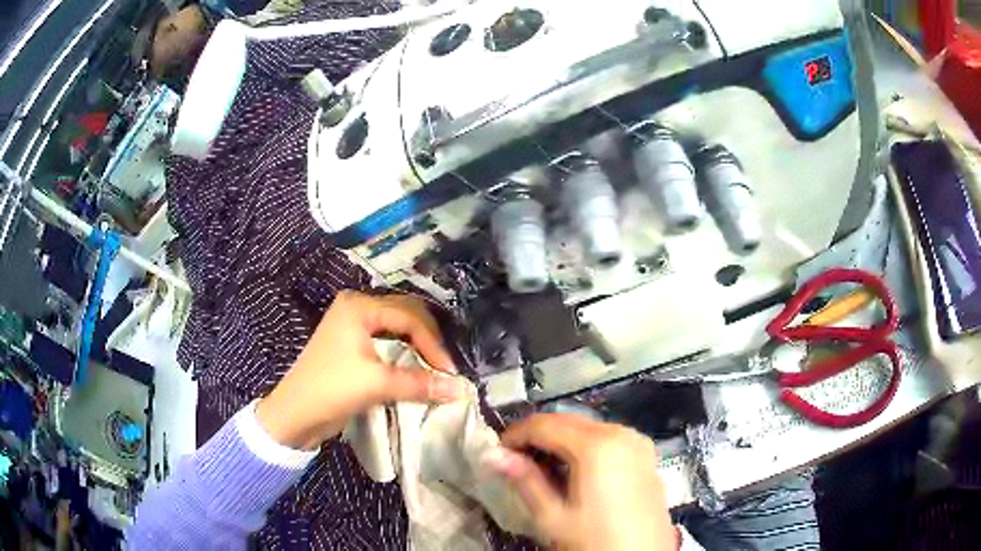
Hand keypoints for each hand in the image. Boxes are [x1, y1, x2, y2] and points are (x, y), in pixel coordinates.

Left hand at [256, 291, 466, 449]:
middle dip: (428, 340)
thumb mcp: (376, 385)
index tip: (450, 372)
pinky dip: (405, 352)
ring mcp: (353, 324)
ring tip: (435, 367)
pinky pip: (388, 339)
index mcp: (359, 306)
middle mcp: (357, 307)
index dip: (433, 345)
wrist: (294, 415)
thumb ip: (420, 384)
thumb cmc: (331, 390)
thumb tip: (462, 389)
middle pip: (406, 315)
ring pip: (398, 327)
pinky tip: (416, 366)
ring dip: (418, 345)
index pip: (409, 317)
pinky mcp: (352, 343)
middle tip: (445, 367)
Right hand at [485, 414, 676, 549]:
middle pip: (568, 422)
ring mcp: (637, 442)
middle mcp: (620, 432)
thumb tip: (492, 455)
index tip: (497, 452)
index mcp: (597, 445)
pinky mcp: (646, 455)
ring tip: (541, 469)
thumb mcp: (553, 517)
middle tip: (514, 461)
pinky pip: (608, 440)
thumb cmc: (594, 541)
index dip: (515, 435)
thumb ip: (525, 480)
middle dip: (538, 436)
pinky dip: (585, 448)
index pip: (545, 424)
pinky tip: (574, 472)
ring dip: (561, 441)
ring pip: (589, 429)